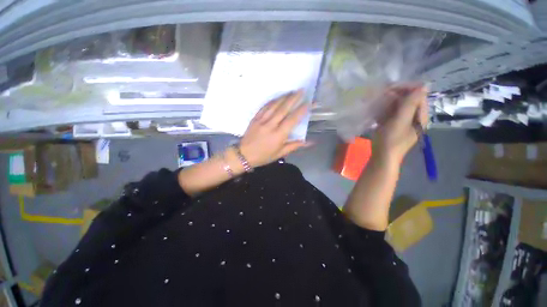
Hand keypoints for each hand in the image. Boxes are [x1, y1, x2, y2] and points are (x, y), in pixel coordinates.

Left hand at [239, 90, 310, 167]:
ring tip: (291, 91)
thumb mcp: (280, 153)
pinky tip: (277, 97)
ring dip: (283, 97)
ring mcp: (261, 120)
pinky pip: (264, 107)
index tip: (308, 103)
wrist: (244, 155)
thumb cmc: (264, 156)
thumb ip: (294, 145)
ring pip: (274, 105)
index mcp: (278, 135)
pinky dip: (272, 101)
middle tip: (301, 90)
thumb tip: (309, 142)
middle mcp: (270, 125)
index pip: (292, 120)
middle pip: (283, 109)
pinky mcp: (255, 118)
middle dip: (293, 98)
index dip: (301, 111)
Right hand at [373, 84, 427, 164]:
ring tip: (377, 103)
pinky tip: (376, 112)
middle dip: (396, 96)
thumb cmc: (391, 140)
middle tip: (382, 95)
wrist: (382, 157)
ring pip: (398, 107)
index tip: (391, 88)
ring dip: (388, 103)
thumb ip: (410, 104)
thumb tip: (423, 85)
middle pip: (409, 101)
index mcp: (420, 117)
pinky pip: (391, 115)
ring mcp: (403, 123)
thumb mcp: (400, 121)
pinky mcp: (393, 127)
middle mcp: (414, 119)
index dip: (407, 89)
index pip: (419, 96)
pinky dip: (384, 111)